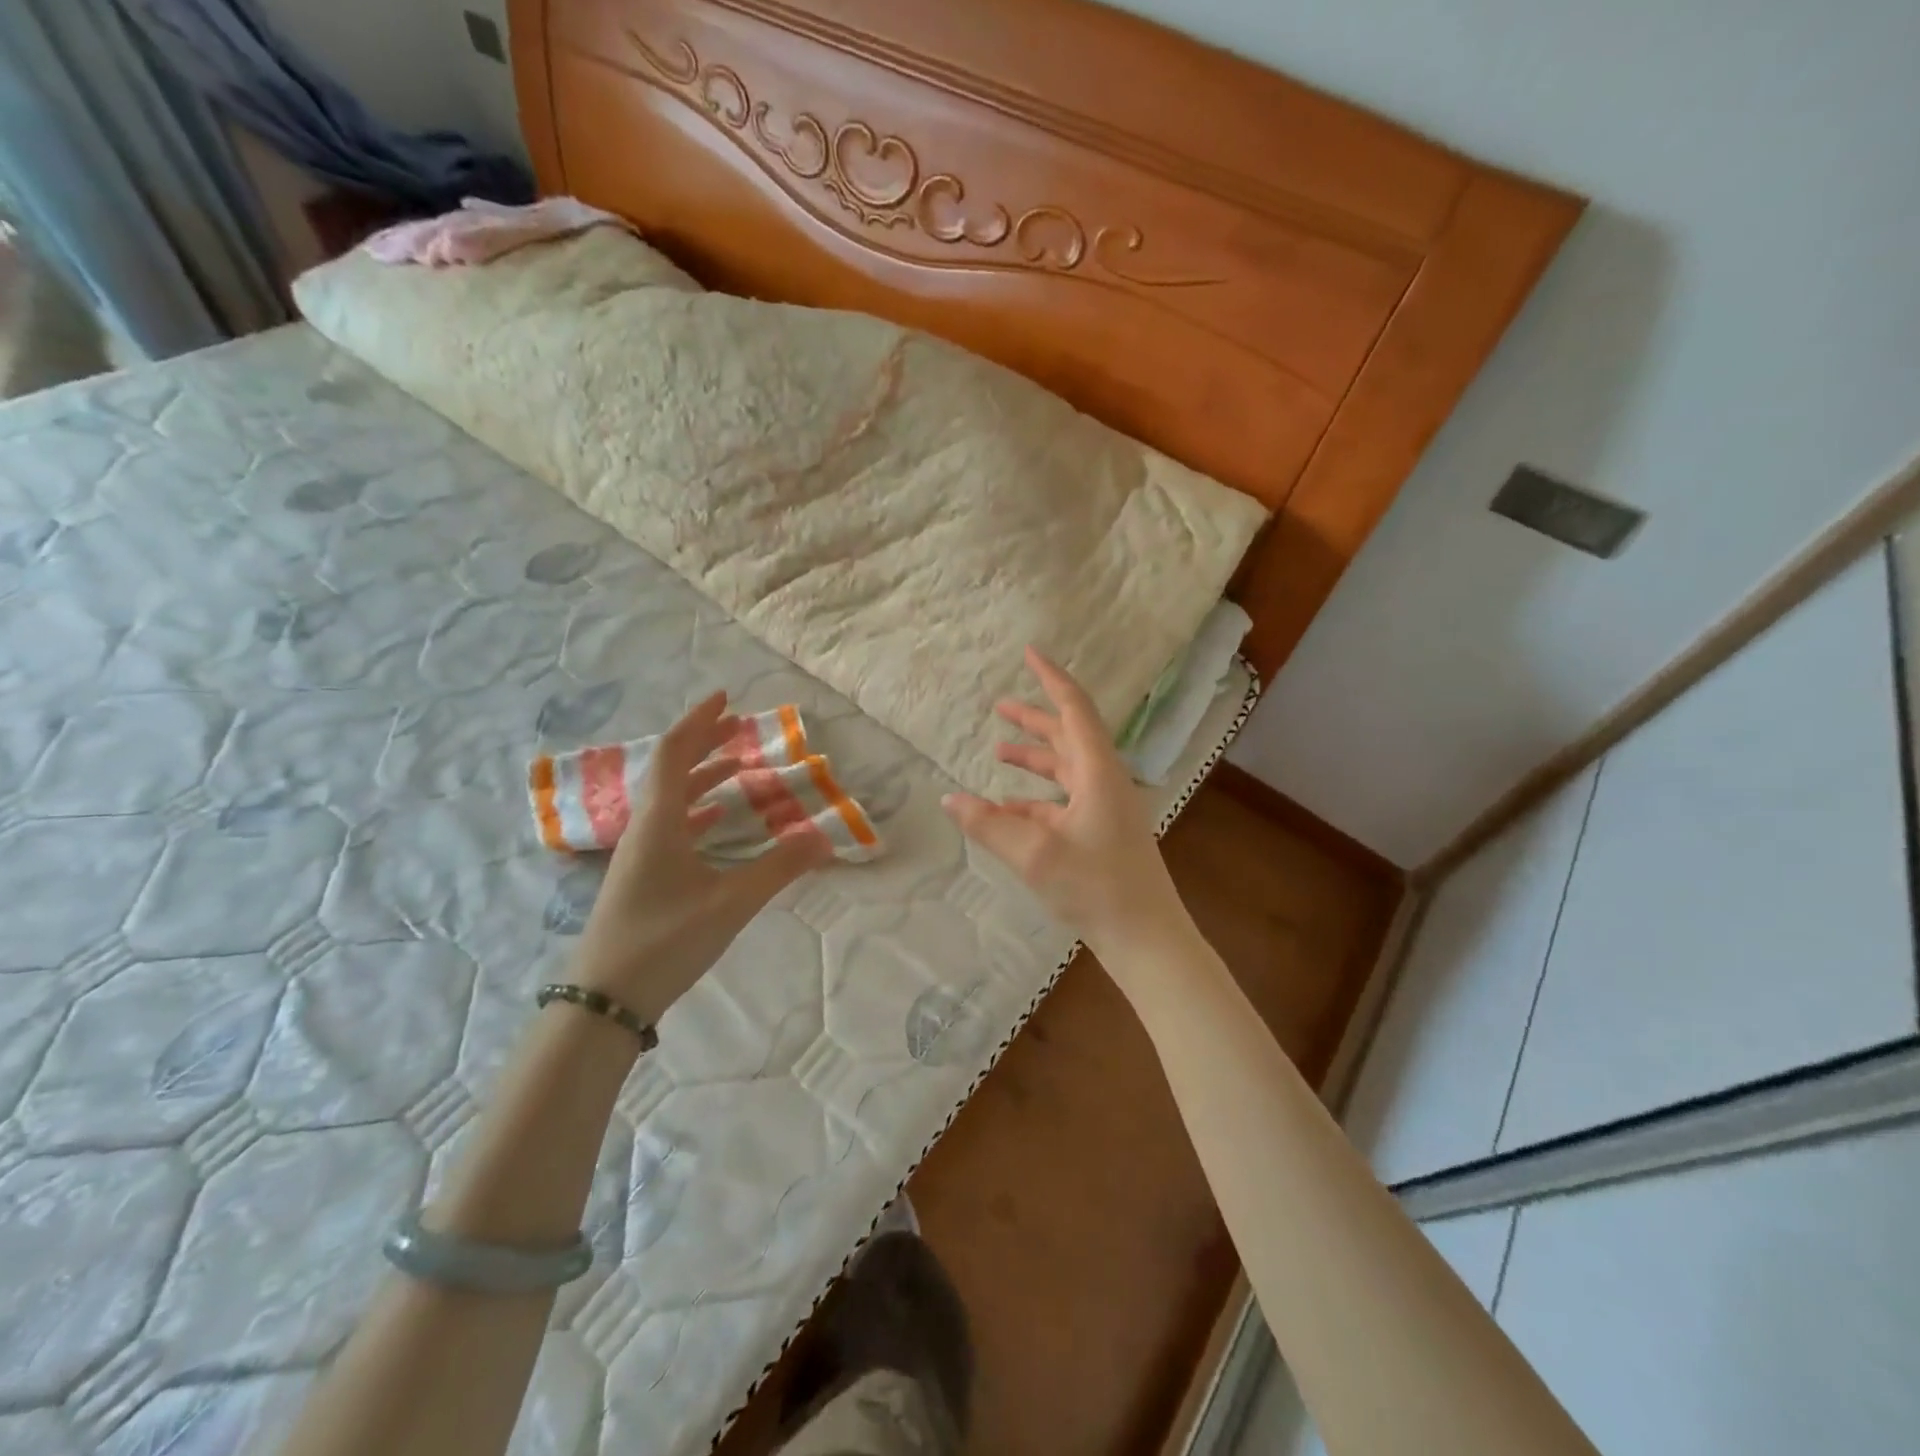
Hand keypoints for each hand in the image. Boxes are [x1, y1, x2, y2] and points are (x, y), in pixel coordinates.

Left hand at [571, 691, 831, 1024]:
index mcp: (659, 821)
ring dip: (701, 775)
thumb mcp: (731, 902)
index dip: (700, 722)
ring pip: (670, 798)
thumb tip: (825, 837)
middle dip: (704, 743)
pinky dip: (696, 809)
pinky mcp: (642, 876)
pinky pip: (671, 824)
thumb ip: (779, 868)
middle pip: (670, 769)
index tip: (726, 699)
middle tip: (738, 726)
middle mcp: (645, 828)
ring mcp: (640, 853)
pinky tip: (716, 820)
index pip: (675, 753)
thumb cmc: (665, 940)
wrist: (605, 999)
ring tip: (736, 765)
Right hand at [942, 648, 1193, 964]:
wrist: (1146, 936)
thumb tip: (948, 799)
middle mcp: (1104, 781)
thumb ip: (988, 825)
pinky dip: (1036, 798)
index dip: (1051, 679)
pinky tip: (1007, 809)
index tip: (1030, 654)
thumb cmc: (1096, 887)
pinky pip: (1064, 801)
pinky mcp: (1101, 832)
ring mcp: (1105, 808)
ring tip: (999, 750)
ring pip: (1066, 769)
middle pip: (1069, 736)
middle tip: (1001, 706)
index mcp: (1097, 772)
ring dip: (1035, 757)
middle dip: (1035, 719)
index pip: (1074, 709)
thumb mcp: (1034, 854)